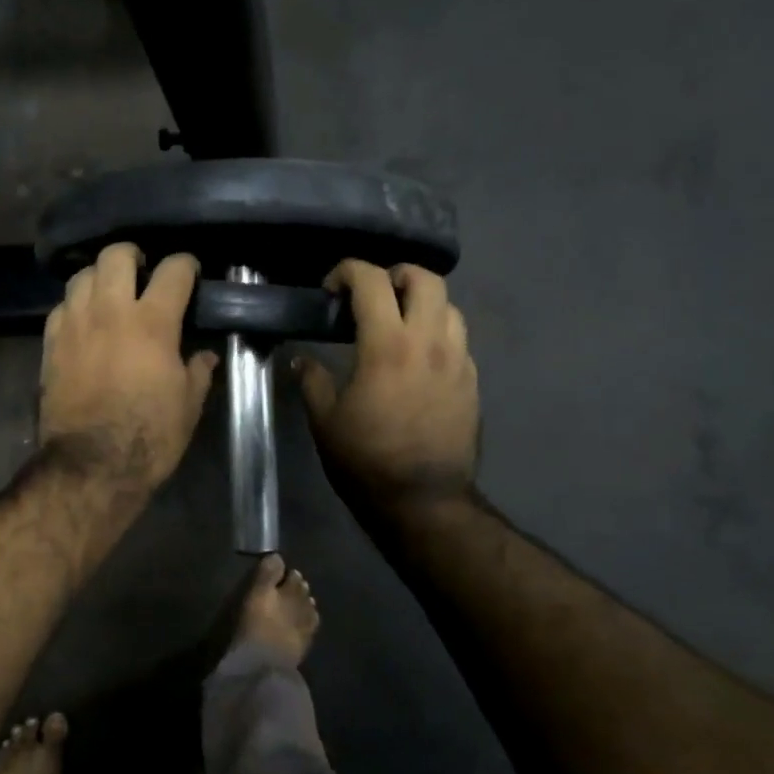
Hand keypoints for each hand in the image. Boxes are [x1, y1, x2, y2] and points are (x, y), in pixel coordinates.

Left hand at [39, 243, 218, 493]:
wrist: (91, 465)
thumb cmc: (149, 436)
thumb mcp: (188, 406)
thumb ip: (198, 372)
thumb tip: (205, 356)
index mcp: (153, 322)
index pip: (173, 270)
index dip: (186, 265)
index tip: (190, 272)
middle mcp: (110, 311)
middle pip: (116, 255)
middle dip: (133, 255)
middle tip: (143, 270)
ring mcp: (75, 324)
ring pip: (82, 274)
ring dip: (100, 276)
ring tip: (110, 291)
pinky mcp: (50, 343)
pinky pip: (61, 306)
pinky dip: (76, 304)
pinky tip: (85, 320)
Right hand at [295, 261, 478, 513]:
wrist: (424, 501)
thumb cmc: (366, 460)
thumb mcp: (325, 421)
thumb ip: (312, 381)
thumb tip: (301, 361)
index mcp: (387, 345)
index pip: (372, 281)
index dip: (347, 272)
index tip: (331, 289)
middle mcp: (429, 342)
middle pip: (425, 278)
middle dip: (395, 275)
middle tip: (372, 295)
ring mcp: (458, 360)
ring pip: (449, 306)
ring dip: (422, 303)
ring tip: (398, 323)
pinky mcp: (473, 381)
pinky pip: (459, 339)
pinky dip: (437, 333)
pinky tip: (418, 358)